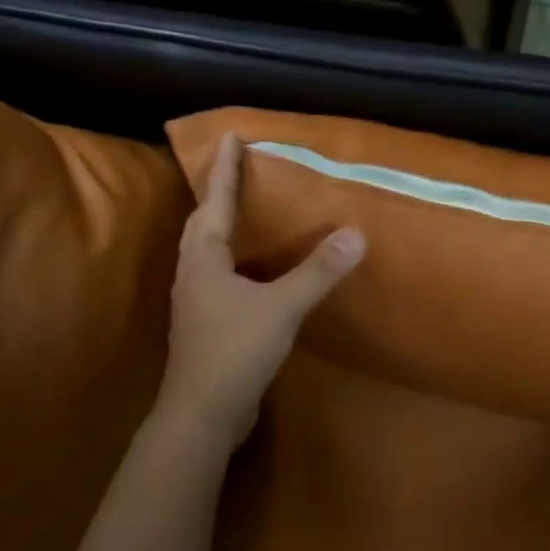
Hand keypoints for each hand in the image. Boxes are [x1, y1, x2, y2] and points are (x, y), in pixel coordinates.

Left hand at [154, 133, 365, 447]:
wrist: (203, 413)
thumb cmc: (235, 351)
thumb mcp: (282, 307)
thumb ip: (318, 272)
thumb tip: (356, 234)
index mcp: (204, 259)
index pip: (215, 202)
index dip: (225, 170)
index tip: (230, 137)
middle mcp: (194, 274)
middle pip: (202, 224)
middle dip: (218, 195)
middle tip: (235, 171)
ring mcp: (197, 302)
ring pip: (207, 253)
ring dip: (221, 228)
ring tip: (244, 213)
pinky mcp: (207, 325)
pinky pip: (219, 278)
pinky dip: (234, 262)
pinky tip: (254, 272)